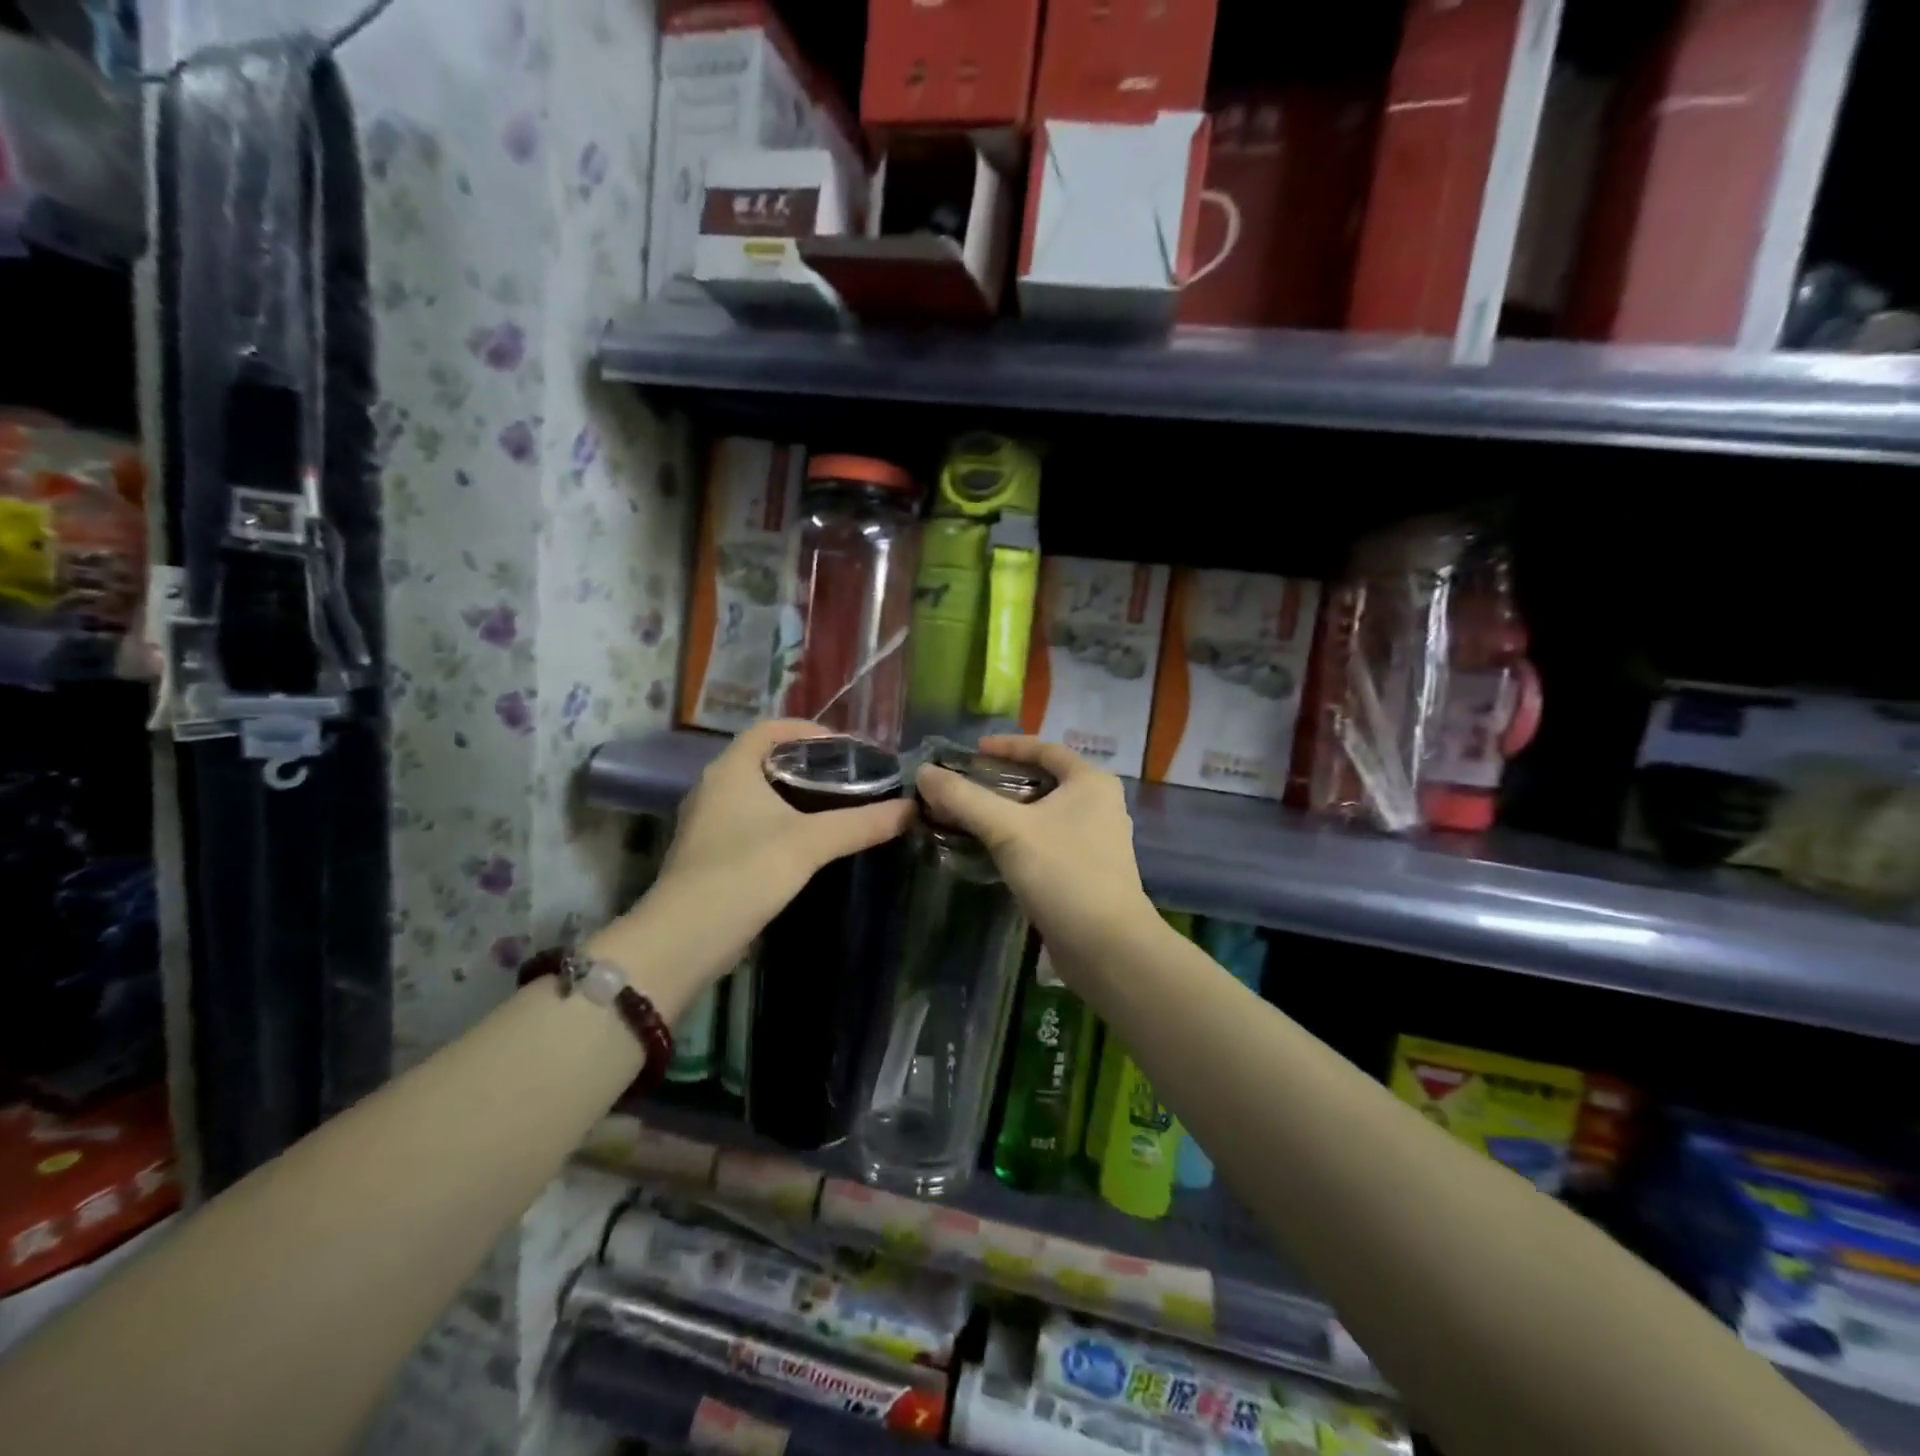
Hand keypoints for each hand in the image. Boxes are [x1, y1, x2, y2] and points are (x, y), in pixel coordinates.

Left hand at [590, 722, 913, 999]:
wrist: (687, 937)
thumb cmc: (746, 871)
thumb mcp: (811, 843)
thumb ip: (861, 823)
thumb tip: (911, 808)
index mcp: (732, 768)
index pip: (771, 728)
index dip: (809, 730)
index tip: (847, 748)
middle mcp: (714, 787)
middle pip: (765, 759)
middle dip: (807, 765)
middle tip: (849, 778)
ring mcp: (707, 822)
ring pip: (757, 794)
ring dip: (793, 796)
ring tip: (835, 808)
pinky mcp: (709, 854)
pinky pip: (750, 823)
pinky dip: (779, 823)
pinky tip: (806, 844)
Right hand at [915, 736, 1156, 975]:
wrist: (1107, 948)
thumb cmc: (1063, 874)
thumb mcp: (1009, 830)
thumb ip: (965, 799)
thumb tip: (924, 772)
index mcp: (1091, 783)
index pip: (1045, 748)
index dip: (1007, 746)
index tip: (972, 751)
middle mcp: (1099, 805)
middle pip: (1043, 780)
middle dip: (1002, 780)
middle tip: (964, 784)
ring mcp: (1095, 841)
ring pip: (1043, 814)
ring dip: (1008, 812)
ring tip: (969, 815)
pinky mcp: (1086, 872)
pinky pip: (1046, 841)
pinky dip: (1019, 838)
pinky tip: (990, 849)